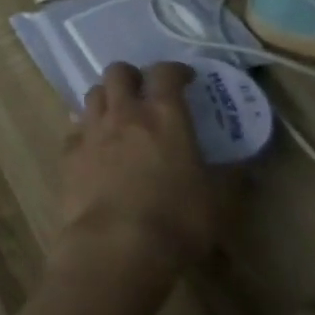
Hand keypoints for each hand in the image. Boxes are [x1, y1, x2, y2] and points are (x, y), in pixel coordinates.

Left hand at [53, 62, 215, 295]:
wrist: (115, 244)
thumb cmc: (176, 221)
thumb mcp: (218, 203)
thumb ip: (230, 179)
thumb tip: (245, 169)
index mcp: (164, 116)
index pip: (165, 73)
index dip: (175, 70)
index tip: (184, 78)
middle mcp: (124, 113)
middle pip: (118, 72)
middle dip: (131, 76)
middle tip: (144, 91)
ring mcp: (91, 130)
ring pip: (93, 94)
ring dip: (106, 98)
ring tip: (117, 115)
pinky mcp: (68, 153)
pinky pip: (75, 128)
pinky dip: (86, 129)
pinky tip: (94, 145)